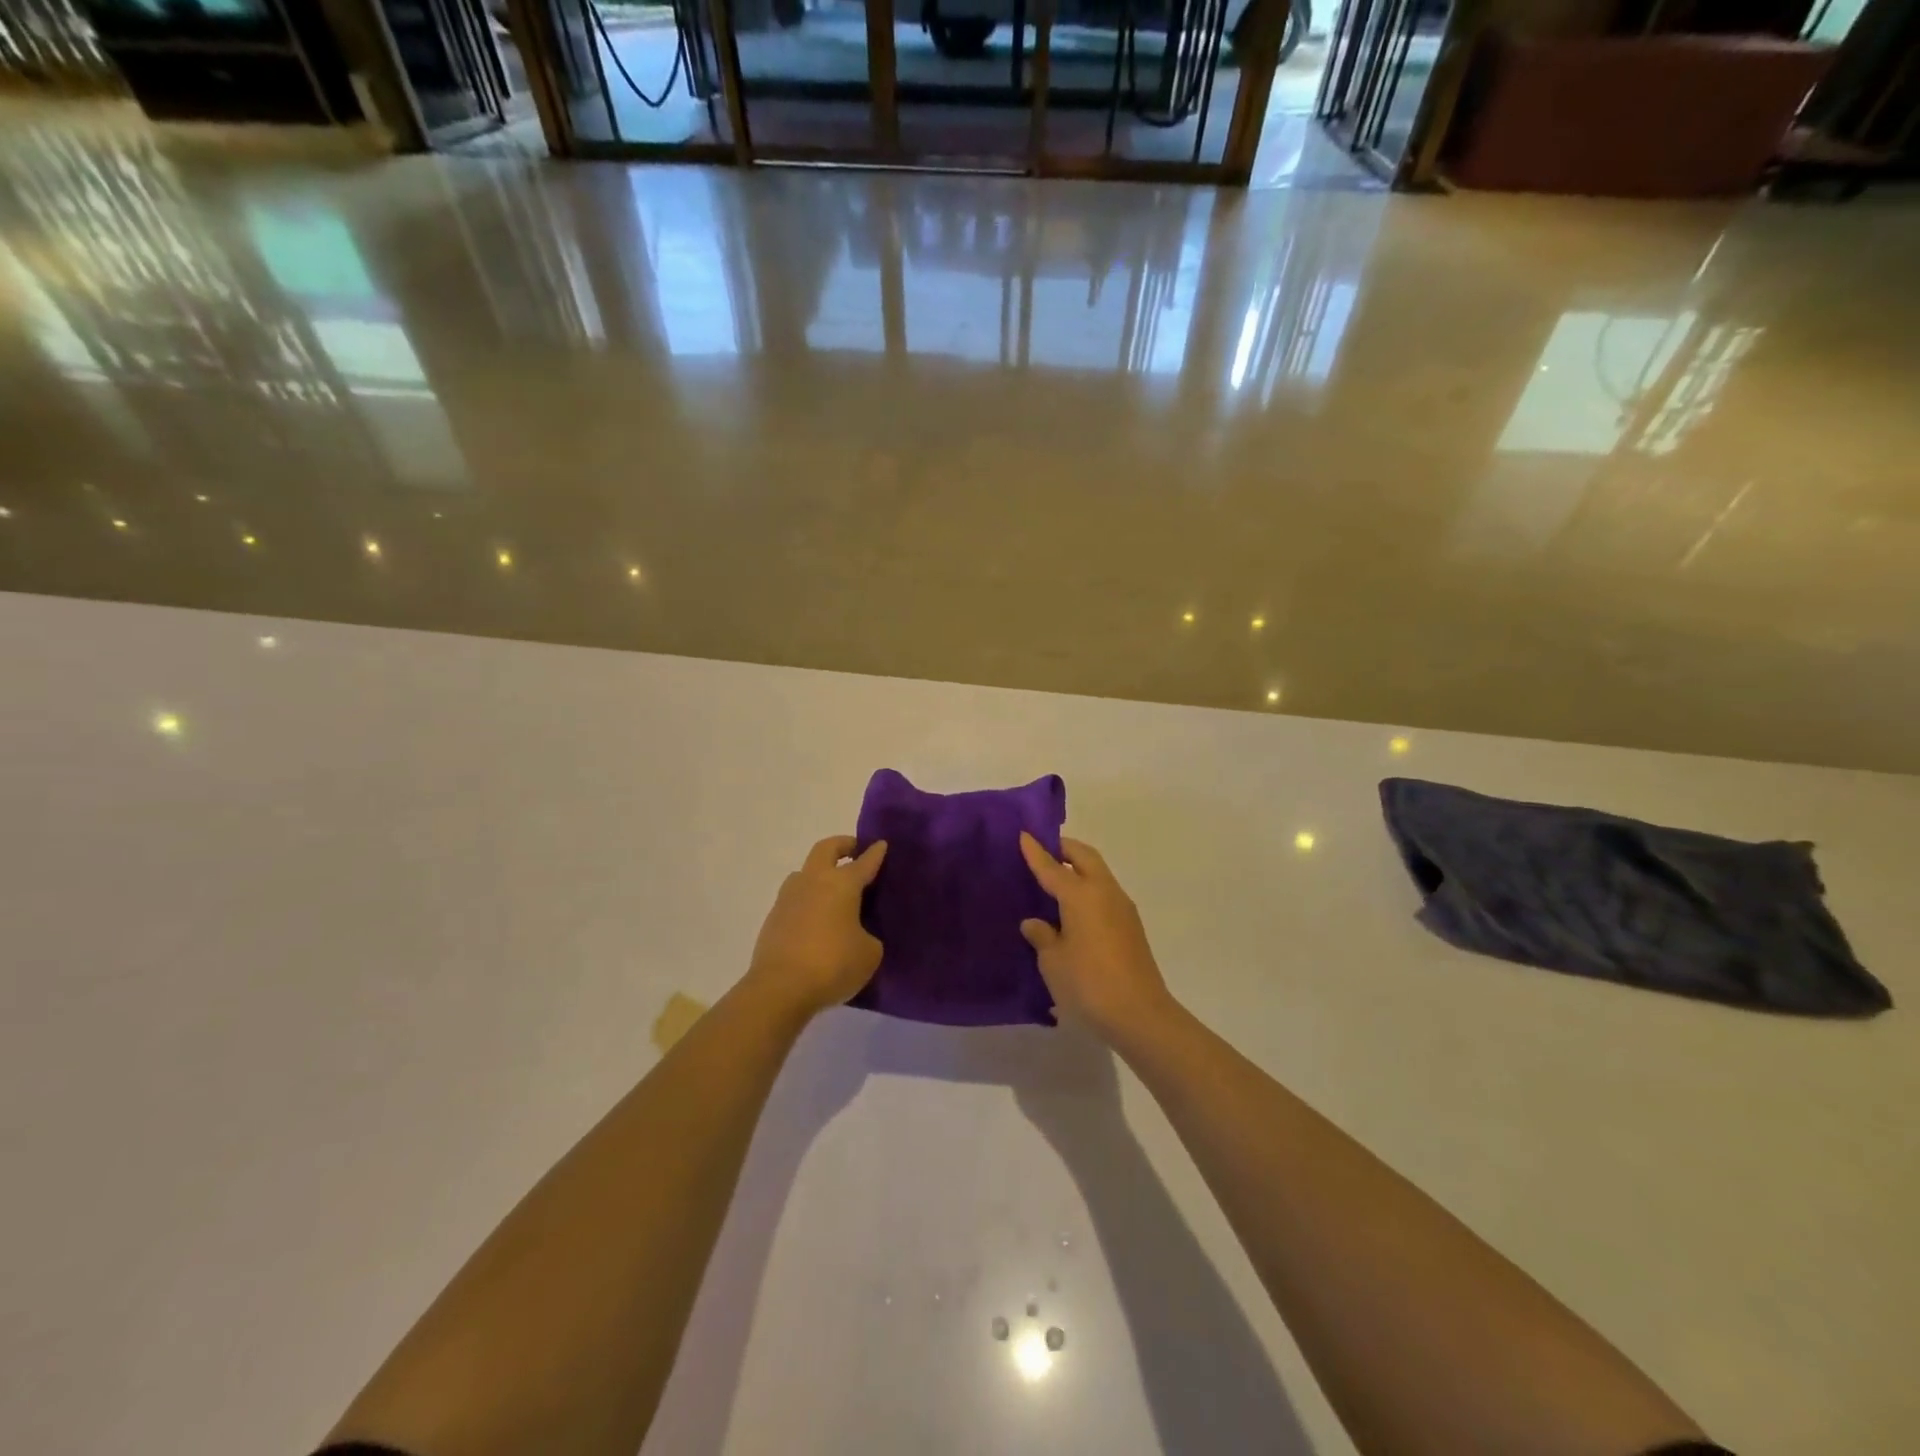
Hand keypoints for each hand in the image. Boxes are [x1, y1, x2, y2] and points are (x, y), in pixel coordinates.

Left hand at [746, 836, 887, 1018]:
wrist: (780, 989)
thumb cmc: (833, 965)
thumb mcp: (869, 953)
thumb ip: (868, 936)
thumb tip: (856, 934)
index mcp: (842, 884)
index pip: (863, 862)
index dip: (875, 853)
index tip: (881, 844)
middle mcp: (813, 882)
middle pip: (826, 849)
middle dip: (842, 845)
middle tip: (855, 850)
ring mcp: (788, 898)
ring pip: (804, 872)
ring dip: (820, 873)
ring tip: (833, 890)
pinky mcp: (773, 919)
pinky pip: (794, 899)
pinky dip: (808, 901)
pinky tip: (817, 919)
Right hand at [1019, 832, 1177, 1044]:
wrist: (1140, 1015)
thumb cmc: (1088, 984)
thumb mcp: (1053, 961)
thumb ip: (1042, 936)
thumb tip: (1035, 922)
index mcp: (1081, 895)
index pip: (1052, 866)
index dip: (1035, 851)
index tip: (1023, 834)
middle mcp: (1104, 892)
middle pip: (1084, 857)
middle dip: (1064, 848)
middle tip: (1043, 850)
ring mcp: (1122, 908)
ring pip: (1099, 873)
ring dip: (1079, 868)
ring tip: (1056, 879)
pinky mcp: (1131, 926)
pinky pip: (1105, 894)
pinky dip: (1088, 889)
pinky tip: (1073, 909)